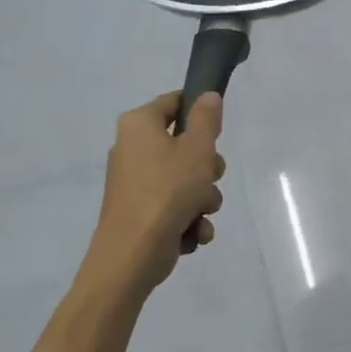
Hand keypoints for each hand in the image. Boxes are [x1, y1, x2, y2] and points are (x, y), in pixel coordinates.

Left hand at [88, 92, 226, 295]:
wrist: (132, 255)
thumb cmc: (167, 193)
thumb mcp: (197, 150)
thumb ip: (206, 119)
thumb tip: (207, 96)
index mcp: (139, 125)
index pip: (174, 102)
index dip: (200, 112)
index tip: (218, 132)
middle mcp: (133, 149)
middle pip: (185, 146)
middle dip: (207, 169)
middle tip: (207, 179)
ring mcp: (136, 183)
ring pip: (186, 180)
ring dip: (202, 199)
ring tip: (198, 214)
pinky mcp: (142, 211)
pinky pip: (176, 206)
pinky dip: (188, 219)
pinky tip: (192, 233)